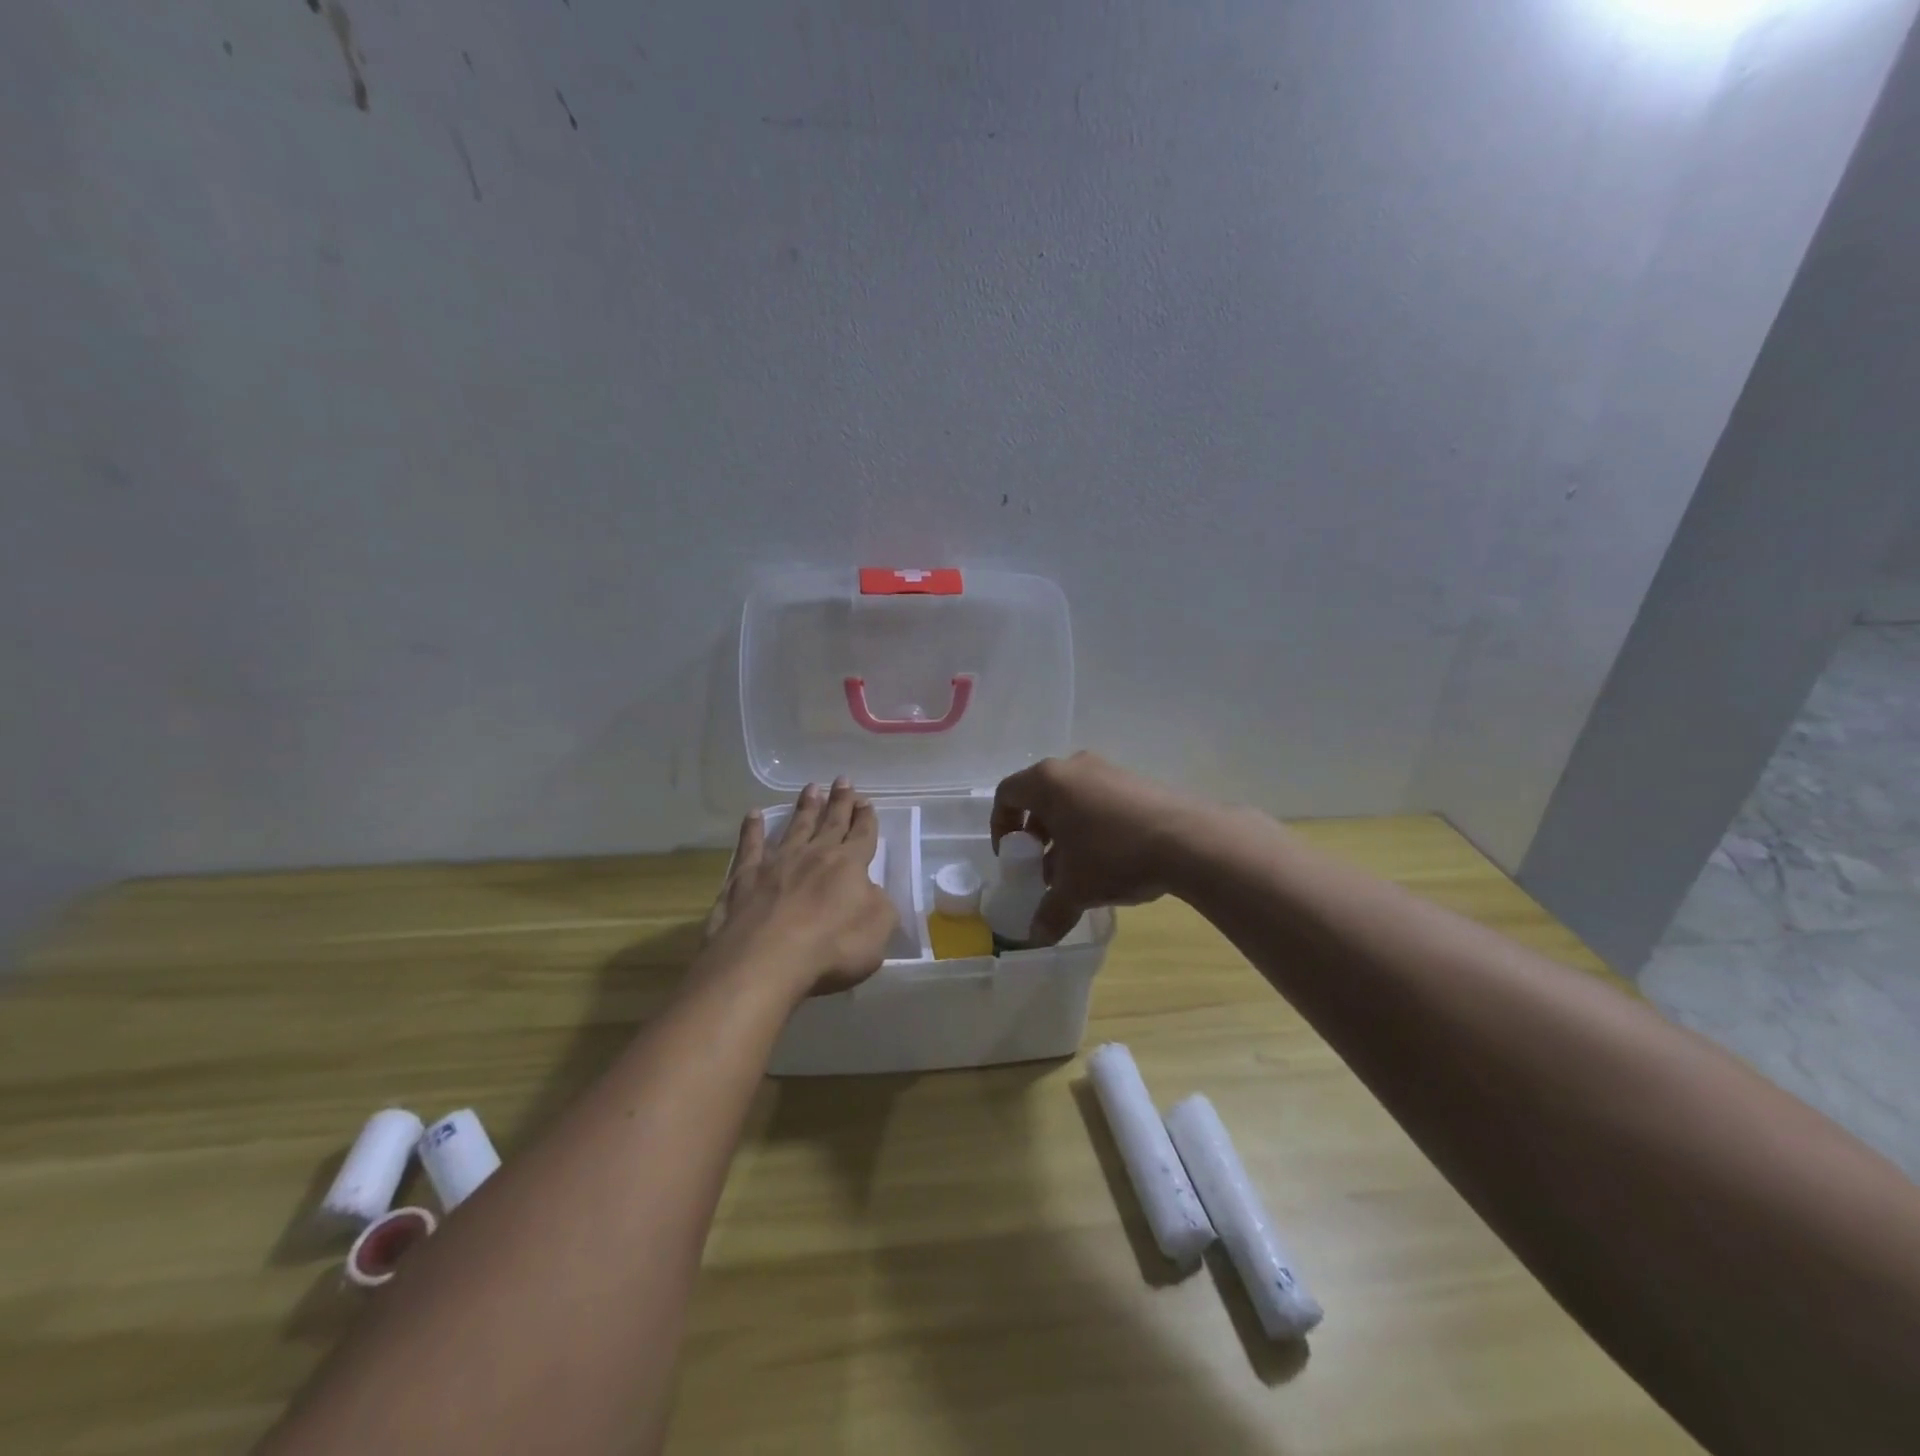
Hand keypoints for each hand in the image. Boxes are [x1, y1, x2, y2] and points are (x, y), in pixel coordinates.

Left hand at [703, 779, 898, 999]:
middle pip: (831, 823)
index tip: (867, 801)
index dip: (866, 819)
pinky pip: (750, 845)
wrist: (766, 960)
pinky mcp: (745, 877)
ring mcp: (777, 863)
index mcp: (849, 865)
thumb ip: (880, 906)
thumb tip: (871, 891)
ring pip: (795, 827)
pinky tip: (753, 815)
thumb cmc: (831, 948)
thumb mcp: (878, 931)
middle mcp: (814, 855)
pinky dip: (752, 829)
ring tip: (811, 788)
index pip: (863, 835)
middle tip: (843, 780)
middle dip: (840, 802)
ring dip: (805, 807)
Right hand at [991, 752, 1199, 945]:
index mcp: (1048, 781)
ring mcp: (1108, 770)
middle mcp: (1074, 766)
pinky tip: (1109, 859)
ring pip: (1072, 799)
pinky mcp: (1136, 781)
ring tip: (1076, 869)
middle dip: (1036, 834)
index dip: (1001, 826)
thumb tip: (1036, 937)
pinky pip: (1100, 800)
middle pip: (1040, 796)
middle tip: (1041, 865)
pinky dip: (1093, 826)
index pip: (1007, 795)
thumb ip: (1050, 912)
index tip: (1011, 857)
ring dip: (1065, 832)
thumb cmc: (1113, 855)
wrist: (1188, 840)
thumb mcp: (1076, 889)